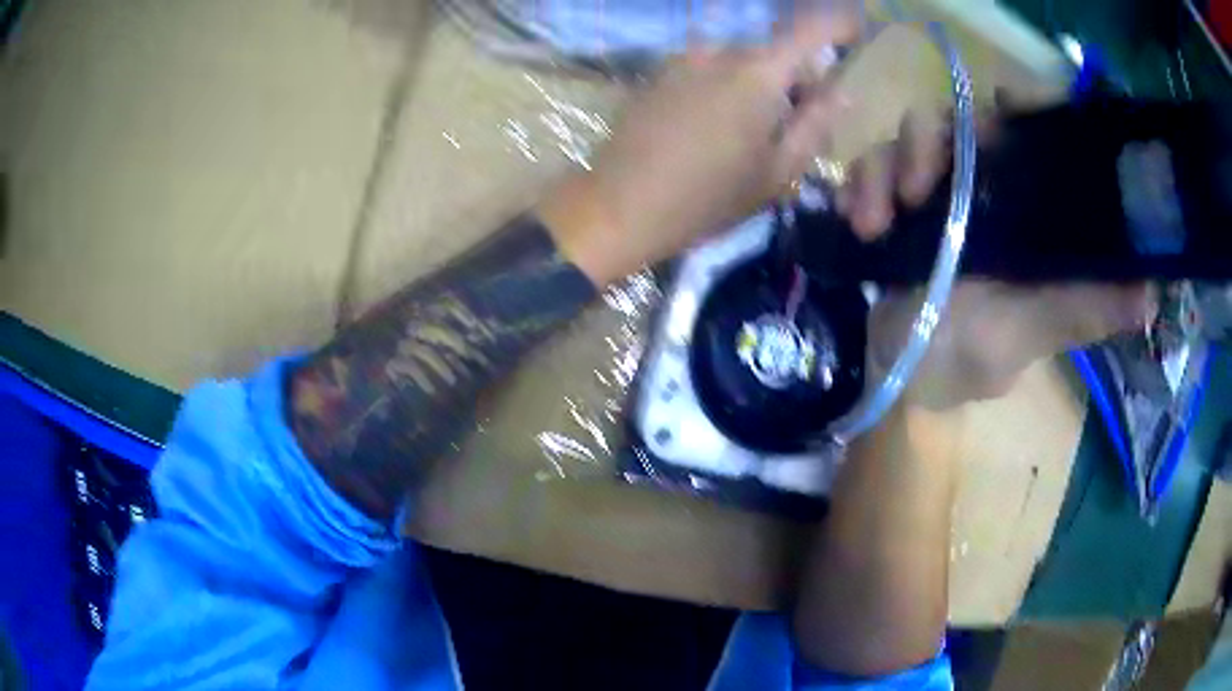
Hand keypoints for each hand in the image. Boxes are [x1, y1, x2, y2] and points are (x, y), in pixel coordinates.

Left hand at [539, 11, 859, 285]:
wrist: (619, 206)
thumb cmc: (708, 198)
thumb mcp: (777, 172)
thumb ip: (816, 124)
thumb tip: (843, 92)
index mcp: (758, 73)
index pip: (810, 30)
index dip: (839, 25)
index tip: (857, 32)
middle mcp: (721, 51)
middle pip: (776, 48)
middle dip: (800, 76)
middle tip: (806, 120)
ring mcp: (684, 58)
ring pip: (743, 58)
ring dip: (763, 82)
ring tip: (759, 129)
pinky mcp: (660, 72)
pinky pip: (711, 66)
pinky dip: (731, 83)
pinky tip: (720, 124)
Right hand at [844, 114, 1156, 407]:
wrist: (888, 373)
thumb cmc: (962, 358)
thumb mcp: (1024, 335)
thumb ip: (1077, 312)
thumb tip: (1148, 296)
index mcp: (1030, 214)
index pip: (1037, 137)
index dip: (1028, 109)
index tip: (1007, 109)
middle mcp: (989, 189)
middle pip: (968, 120)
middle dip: (939, 141)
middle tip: (921, 186)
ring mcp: (939, 188)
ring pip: (916, 132)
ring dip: (891, 167)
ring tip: (878, 221)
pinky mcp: (894, 193)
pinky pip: (873, 160)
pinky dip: (861, 185)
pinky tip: (860, 224)